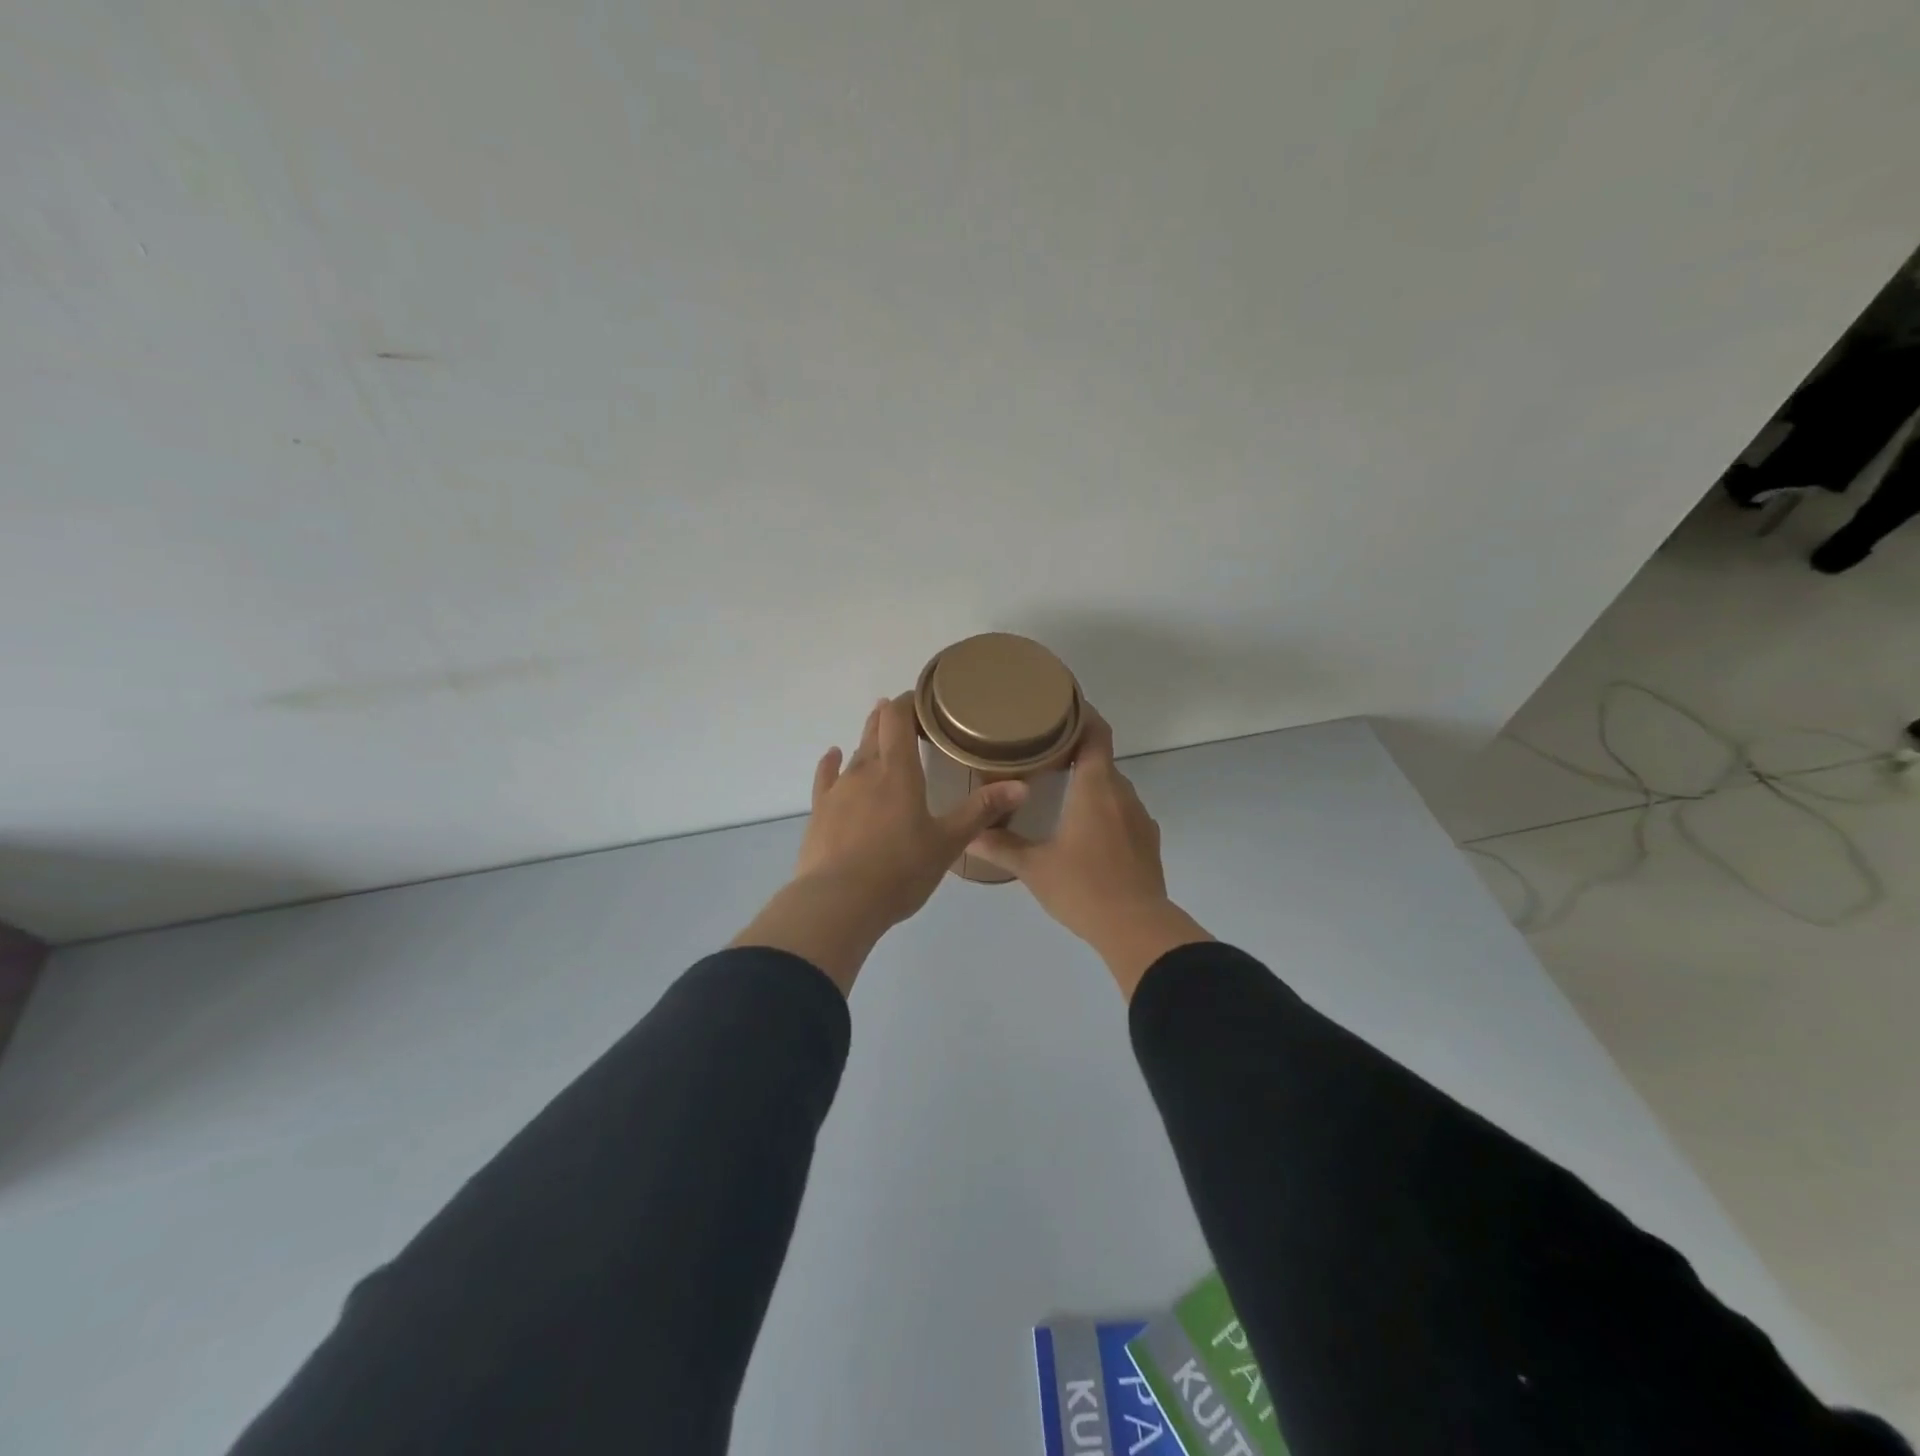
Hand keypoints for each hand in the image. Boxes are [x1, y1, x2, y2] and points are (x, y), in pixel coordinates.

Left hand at [733, 696, 1026, 992]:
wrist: (838, 902)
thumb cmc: (900, 870)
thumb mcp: (947, 843)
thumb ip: (981, 811)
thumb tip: (1022, 786)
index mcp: (898, 772)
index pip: (898, 720)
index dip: (908, 703)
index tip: (921, 699)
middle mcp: (865, 771)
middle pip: (875, 731)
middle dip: (888, 718)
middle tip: (901, 711)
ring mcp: (838, 790)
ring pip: (854, 753)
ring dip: (866, 739)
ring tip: (876, 729)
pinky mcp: (820, 812)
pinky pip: (826, 777)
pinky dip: (831, 763)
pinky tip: (833, 755)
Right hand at [968, 705, 1210, 997]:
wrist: (1137, 928)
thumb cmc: (1083, 887)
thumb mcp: (1034, 867)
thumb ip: (1000, 846)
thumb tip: (968, 834)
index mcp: (1096, 788)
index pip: (1096, 734)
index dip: (1083, 714)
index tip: (1061, 706)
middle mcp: (1122, 794)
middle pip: (1102, 760)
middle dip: (1076, 752)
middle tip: (1042, 754)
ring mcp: (1140, 819)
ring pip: (1113, 788)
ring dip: (1090, 784)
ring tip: (1059, 792)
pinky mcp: (1147, 842)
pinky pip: (1123, 813)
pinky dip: (1104, 810)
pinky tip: (1084, 832)